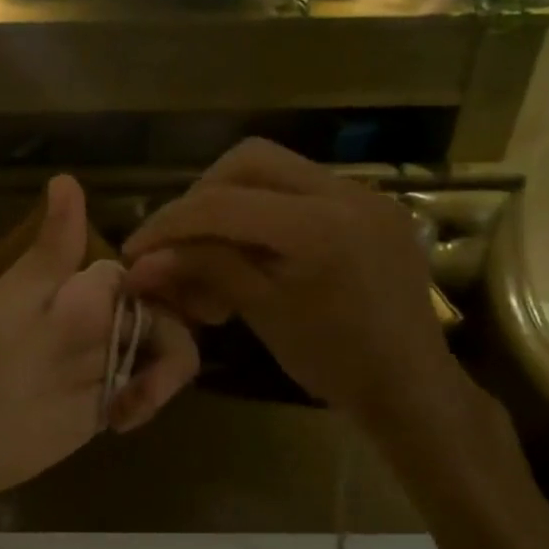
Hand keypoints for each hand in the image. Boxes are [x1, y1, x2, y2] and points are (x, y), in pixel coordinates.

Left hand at [0, 175, 196, 518]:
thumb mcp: (16, 302)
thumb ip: (52, 251)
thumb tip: (65, 178)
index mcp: (76, 289)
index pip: (141, 272)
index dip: (166, 281)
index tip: (173, 303)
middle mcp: (96, 320)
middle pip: (164, 312)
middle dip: (171, 341)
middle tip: (147, 382)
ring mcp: (102, 362)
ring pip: (163, 351)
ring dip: (164, 376)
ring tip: (130, 409)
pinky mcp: (103, 402)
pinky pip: (147, 390)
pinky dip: (148, 400)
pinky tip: (121, 422)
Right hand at [122, 139, 453, 425]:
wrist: (413, 386)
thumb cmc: (335, 362)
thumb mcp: (262, 312)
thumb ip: (203, 270)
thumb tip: (140, 262)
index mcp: (318, 227)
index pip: (221, 204)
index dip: (168, 224)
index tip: (135, 251)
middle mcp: (344, 192)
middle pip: (248, 161)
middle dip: (201, 195)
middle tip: (178, 238)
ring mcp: (364, 194)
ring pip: (276, 168)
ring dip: (232, 198)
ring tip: (212, 244)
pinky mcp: (371, 205)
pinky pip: (303, 188)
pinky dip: (266, 207)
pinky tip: (254, 245)